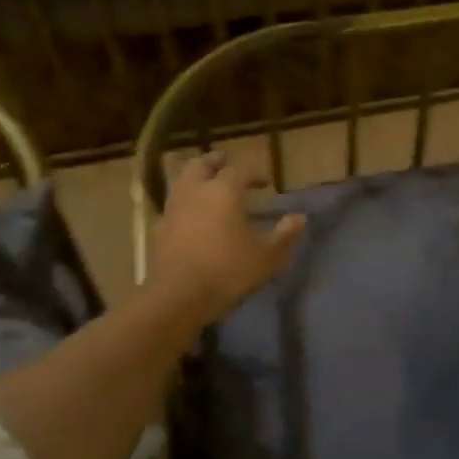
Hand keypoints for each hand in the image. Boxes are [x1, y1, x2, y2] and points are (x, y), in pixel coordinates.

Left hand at [148, 152, 304, 323]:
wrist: (177, 295)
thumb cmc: (227, 271)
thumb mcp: (267, 257)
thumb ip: (285, 235)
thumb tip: (300, 218)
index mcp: (224, 190)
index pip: (240, 170)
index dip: (254, 174)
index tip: (265, 183)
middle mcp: (196, 190)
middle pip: (201, 164)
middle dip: (216, 163)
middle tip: (227, 166)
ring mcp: (173, 208)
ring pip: (182, 180)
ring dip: (196, 179)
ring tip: (209, 189)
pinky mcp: (159, 228)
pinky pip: (173, 205)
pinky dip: (185, 203)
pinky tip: (193, 218)